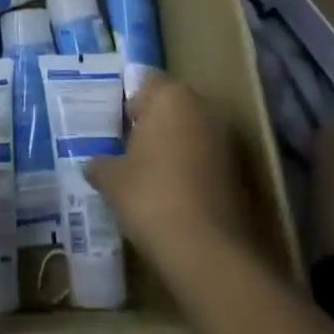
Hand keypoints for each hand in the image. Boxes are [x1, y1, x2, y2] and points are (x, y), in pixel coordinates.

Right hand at [85, 73, 249, 281]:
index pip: (147, 82)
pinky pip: (208, 160)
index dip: (132, 103)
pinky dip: (193, 171)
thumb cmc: (151, 197)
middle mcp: (203, 108)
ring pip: (193, 133)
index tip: (119, 127)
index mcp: (170, 96)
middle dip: (155, 123)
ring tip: (152, 176)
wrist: (208, 252)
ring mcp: (226, 140)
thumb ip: (100, 164)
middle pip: (173, 106)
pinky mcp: (240, 173)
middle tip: (132, 150)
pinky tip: (175, 197)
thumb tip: (93, 165)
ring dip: (176, 147)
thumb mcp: (112, 180)